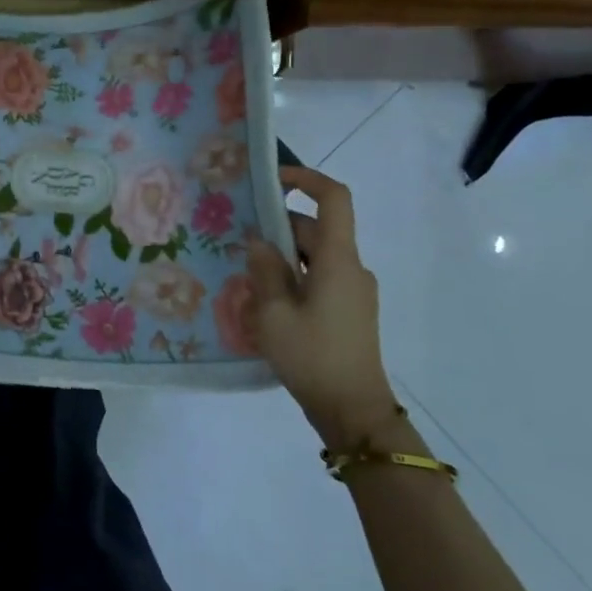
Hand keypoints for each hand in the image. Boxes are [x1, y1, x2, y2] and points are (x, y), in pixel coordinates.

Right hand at [246, 166, 395, 449]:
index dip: (307, 179)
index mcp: (338, 260)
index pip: (334, 199)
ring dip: (283, 258)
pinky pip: (319, 280)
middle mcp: (351, 268)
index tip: (273, 178)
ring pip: (315, 257)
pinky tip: (266, 303)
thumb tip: (259, 242)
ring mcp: (354, 291)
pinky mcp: (349, 312)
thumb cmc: (312, 357)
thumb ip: (264, 271)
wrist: (353, 412)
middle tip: (238, 242)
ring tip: (245, 276)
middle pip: (315, 230)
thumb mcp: (272, 314)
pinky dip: (294, 279)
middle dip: (277, 229)